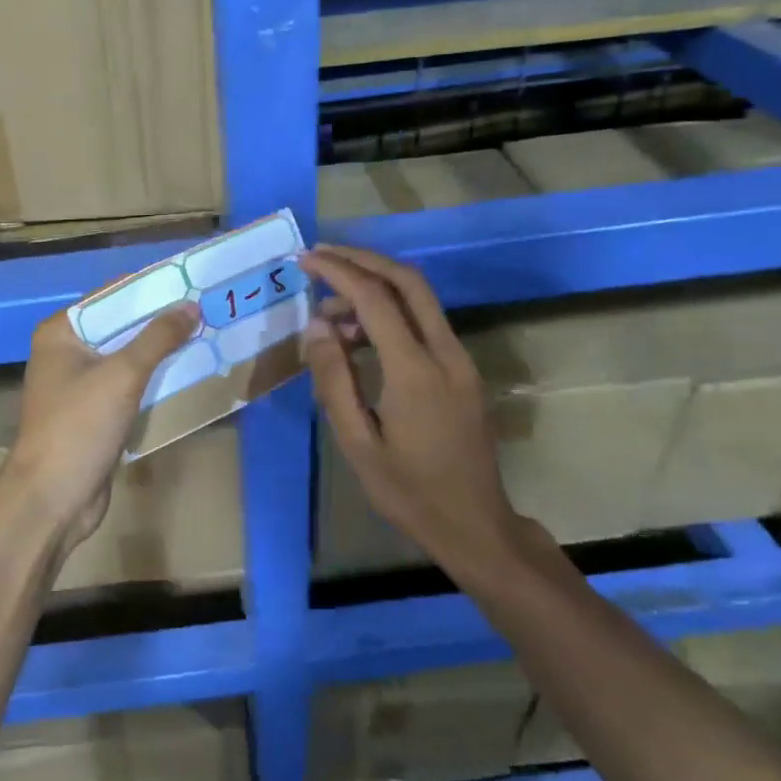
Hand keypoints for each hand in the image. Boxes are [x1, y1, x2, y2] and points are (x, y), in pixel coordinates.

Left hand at [0, 301, 200, 552]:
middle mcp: (66, 352)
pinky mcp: (93, 414)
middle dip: (160, 322)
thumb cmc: (79, 425)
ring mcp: (79, 385)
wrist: (52, 499)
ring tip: (206, 336)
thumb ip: (158, 337)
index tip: (191, 283)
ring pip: (127, 358)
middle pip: (120, 327)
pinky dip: (153, 380)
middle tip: (207, 310)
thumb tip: (190, 306)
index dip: (151, 289)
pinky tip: (187, 374)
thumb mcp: (123, 374)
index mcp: (61, 332)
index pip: (111, 296)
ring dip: (160, 352)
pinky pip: (128, 386)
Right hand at [301, 245, 525, 575]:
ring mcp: (460, 360)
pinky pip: (425, 322)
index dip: (338, 272)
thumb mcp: (357, 443)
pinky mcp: (463, 370)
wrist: (475, 524)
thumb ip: (334, 381)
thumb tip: (317, 327)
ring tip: (330, 311)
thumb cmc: (408, 492)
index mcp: (415, 372)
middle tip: (321, 256)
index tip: (305, 260)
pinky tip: (360, 334)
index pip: (375, 299)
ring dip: (376, 286)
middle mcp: (445, 353)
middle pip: (408, 281)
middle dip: (363, 260)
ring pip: (420, 298)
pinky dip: (391, 311)